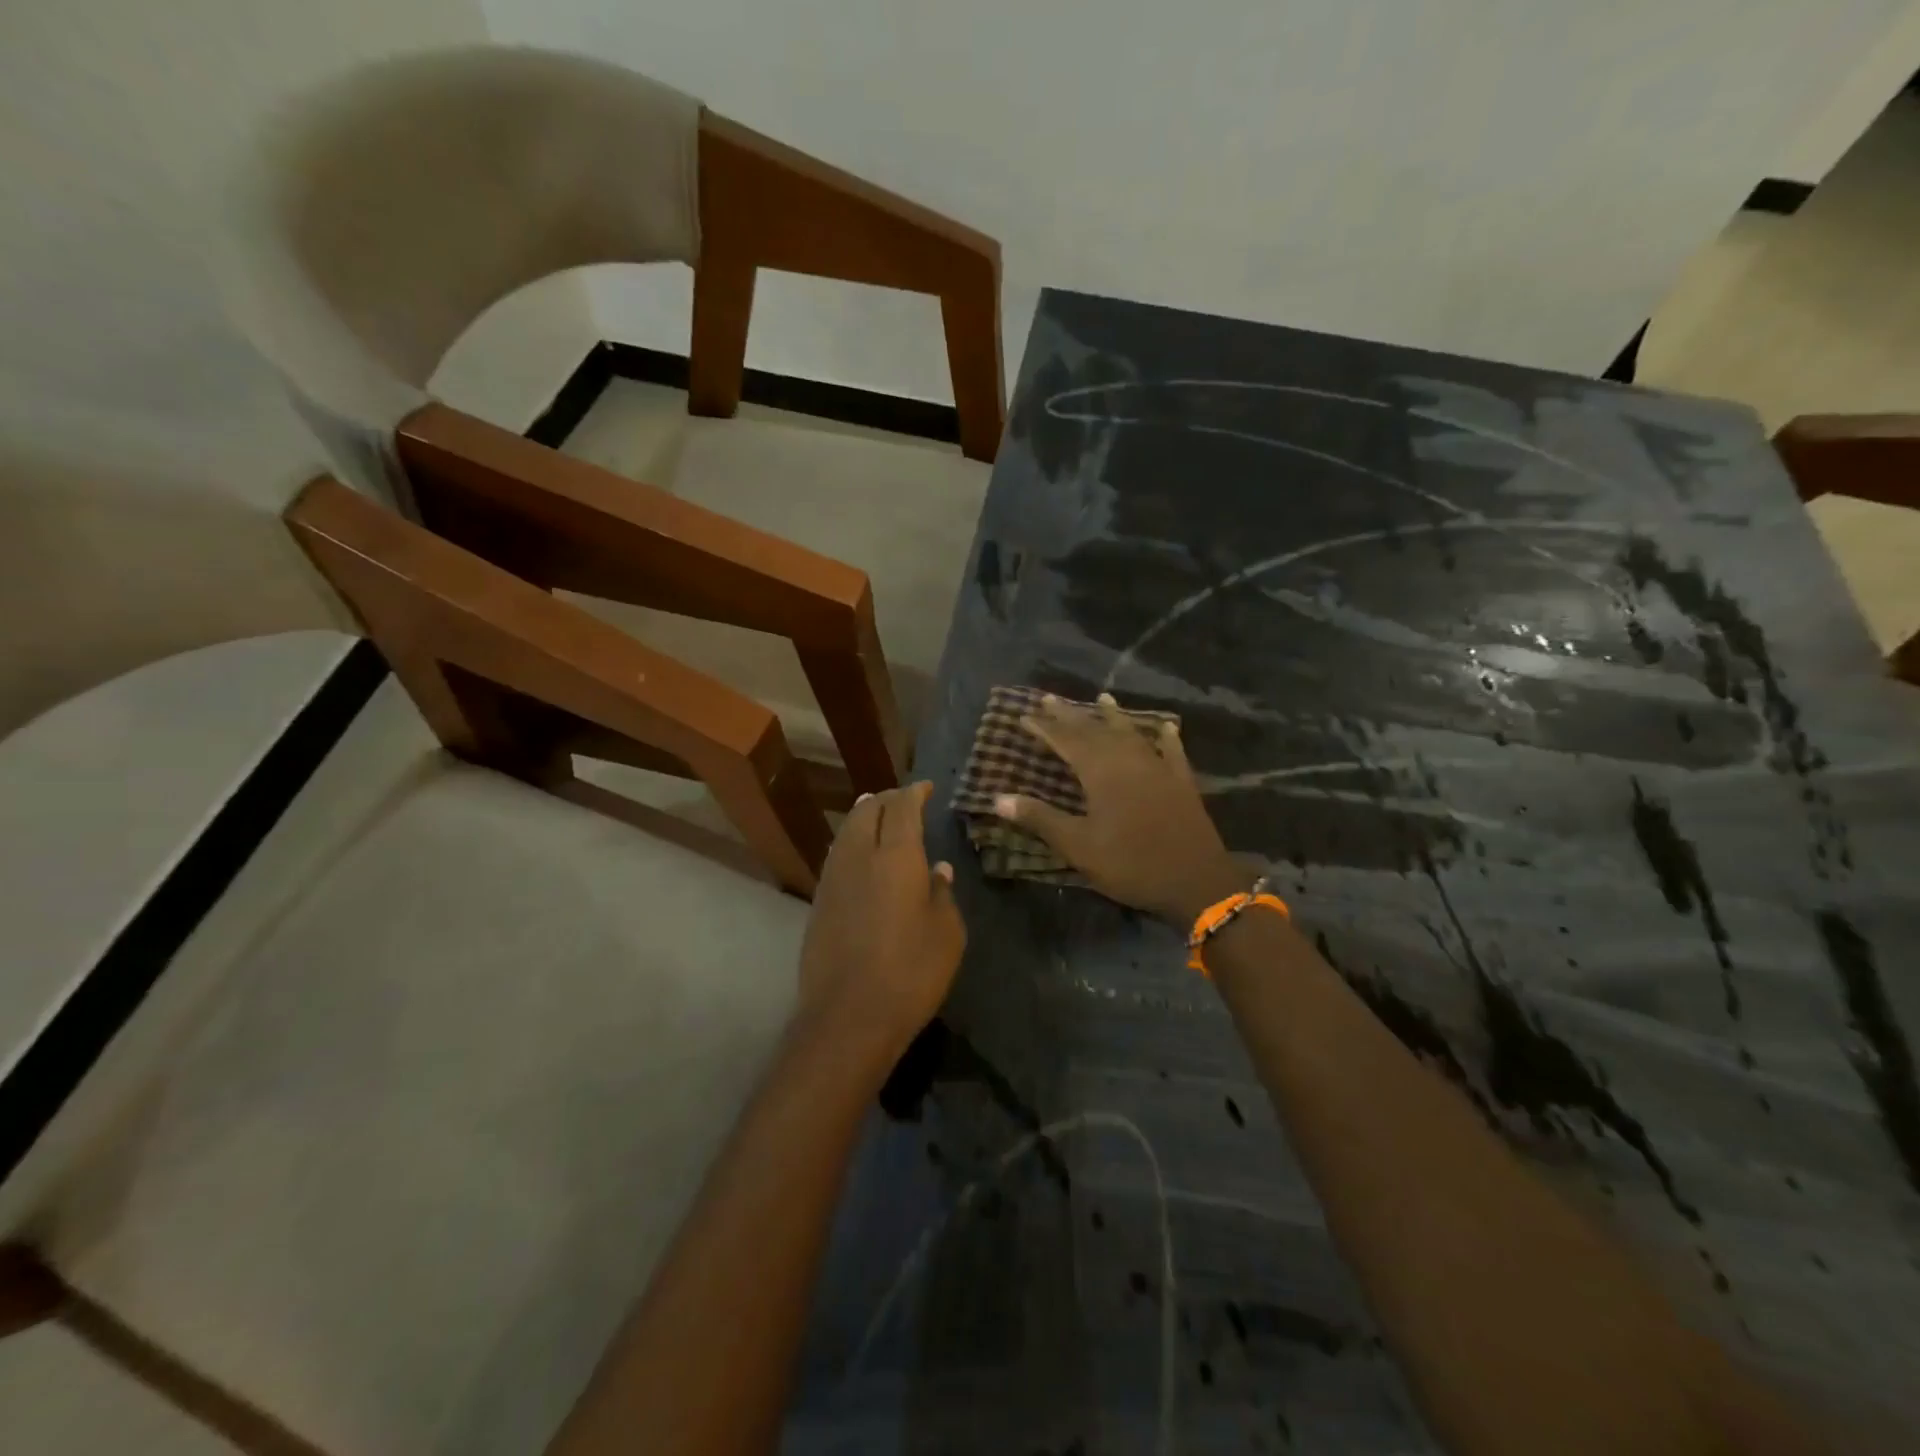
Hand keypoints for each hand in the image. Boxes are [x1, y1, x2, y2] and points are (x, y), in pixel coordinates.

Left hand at [796, 781, 966, 1059]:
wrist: (848, 1016)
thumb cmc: (911, 972)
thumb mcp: (947, 933)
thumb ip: (942, 893)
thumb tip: (937, 869)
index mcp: (896, 856)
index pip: (902, 808)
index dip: (915, 793)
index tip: (927, 787)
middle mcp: (859, 856)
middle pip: (868, 811)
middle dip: (886, 799)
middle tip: (904, 799)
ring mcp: (833, 878)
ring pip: (847, 831)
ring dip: (864, 816)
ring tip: (877, 812)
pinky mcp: (819, 902)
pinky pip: (838, 854)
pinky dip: (852, 841)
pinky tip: (860, 853)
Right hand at [993, 693, 1243, 924]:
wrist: (1196, 881)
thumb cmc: (1130, 863)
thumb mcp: (1078, 846)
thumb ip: (1040, 819)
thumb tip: (998, 798)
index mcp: (1101, 772)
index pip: (1066, 741)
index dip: (1044, 728)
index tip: (1024, 716)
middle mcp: (1128, 760)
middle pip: (1095, 731)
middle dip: (1071, 715)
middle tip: (1050, 699)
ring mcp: (1159, 768)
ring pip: (1131, 734)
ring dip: (1114, 717)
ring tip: (1103, 699)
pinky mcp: (1182, 782)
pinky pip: (1172, 752)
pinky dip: (1165, 738)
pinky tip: (1165, 727)